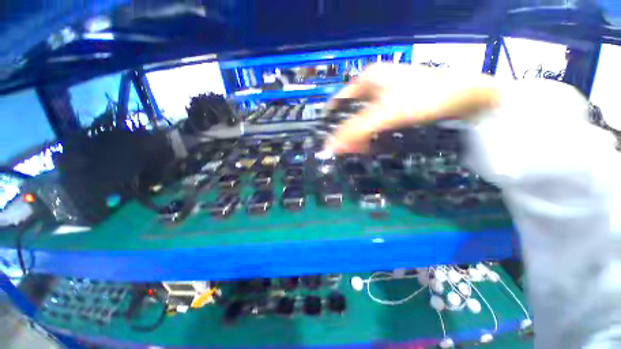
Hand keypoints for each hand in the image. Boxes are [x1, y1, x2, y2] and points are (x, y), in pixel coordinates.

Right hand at [325, 64, 499, 153]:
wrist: (466, 96)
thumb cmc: (422, 99)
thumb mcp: (384, 115)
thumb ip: (355, 131)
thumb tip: (330, 147)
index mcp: (365, 79)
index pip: (337, 104)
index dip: (331, 123)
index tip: (332, 142)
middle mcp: (373, 85)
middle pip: (350, 113)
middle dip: (348, 132)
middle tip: (351, 150)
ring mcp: (385, 94)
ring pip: (362, 118)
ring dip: (360, 135)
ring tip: (363, 149)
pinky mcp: (396, 103)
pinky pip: (375, 121)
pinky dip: (372, 133)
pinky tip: (375, 142)